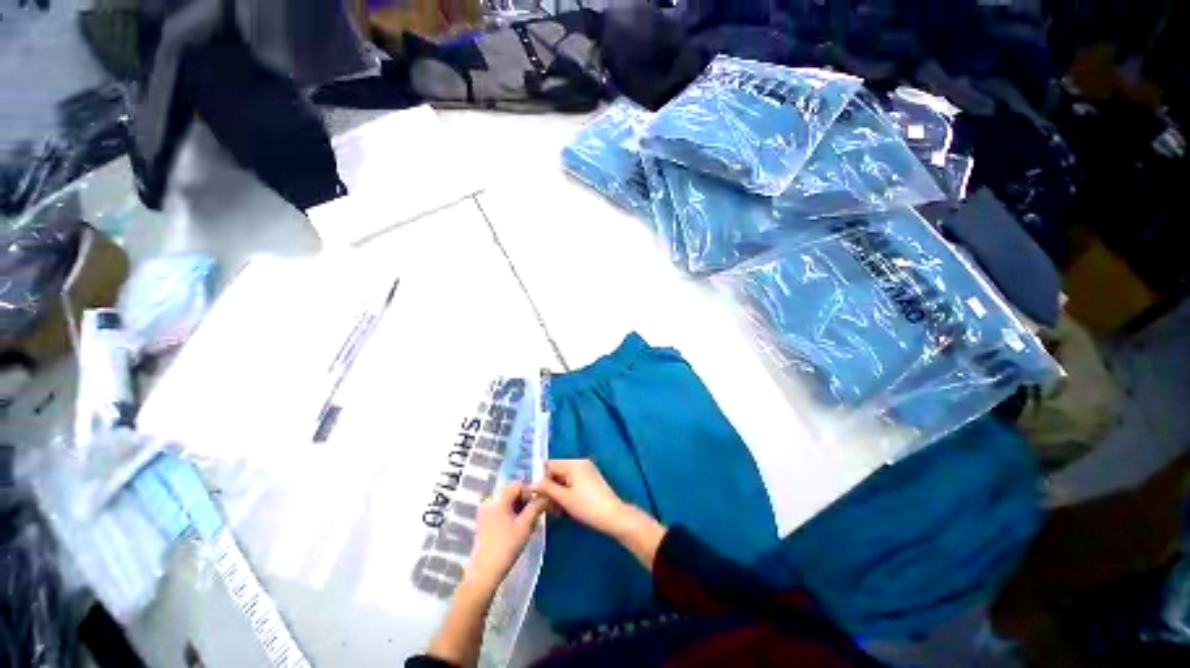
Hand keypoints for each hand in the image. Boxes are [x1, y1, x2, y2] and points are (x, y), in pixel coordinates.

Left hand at [465, 482, 548, 594]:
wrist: (484, 573)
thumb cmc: (506, 546)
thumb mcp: (525, 525)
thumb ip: (537, 506)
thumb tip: (548, 495)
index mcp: (498, 499)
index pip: (518, 485)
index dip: (530, 491)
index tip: (539, 503)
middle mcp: (489, 502)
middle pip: (512, 493)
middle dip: (526, 501)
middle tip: (536, 513)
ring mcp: (485, 514)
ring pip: (507, 503)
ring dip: (520, 509)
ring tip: (528, 522)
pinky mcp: (484, 524)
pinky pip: (501, 512)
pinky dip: (511, 515)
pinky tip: (518, 528)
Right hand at [532, 459, 633, 536]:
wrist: (613, 516)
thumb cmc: (587, 506)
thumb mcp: (564, 498)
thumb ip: (547, 488)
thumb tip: (531, 484)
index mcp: (573, 463)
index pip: (549, 465)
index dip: (539, 478)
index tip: (532, 494)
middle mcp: (580, 463)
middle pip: (557, 471)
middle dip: (549, 487)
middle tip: (543, 505)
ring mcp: (587, 471)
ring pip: (564, 479)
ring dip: (557, 492)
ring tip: (554, 509)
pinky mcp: (591, 480)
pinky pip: (573, 482)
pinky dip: (566, 493)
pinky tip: (564, 508)